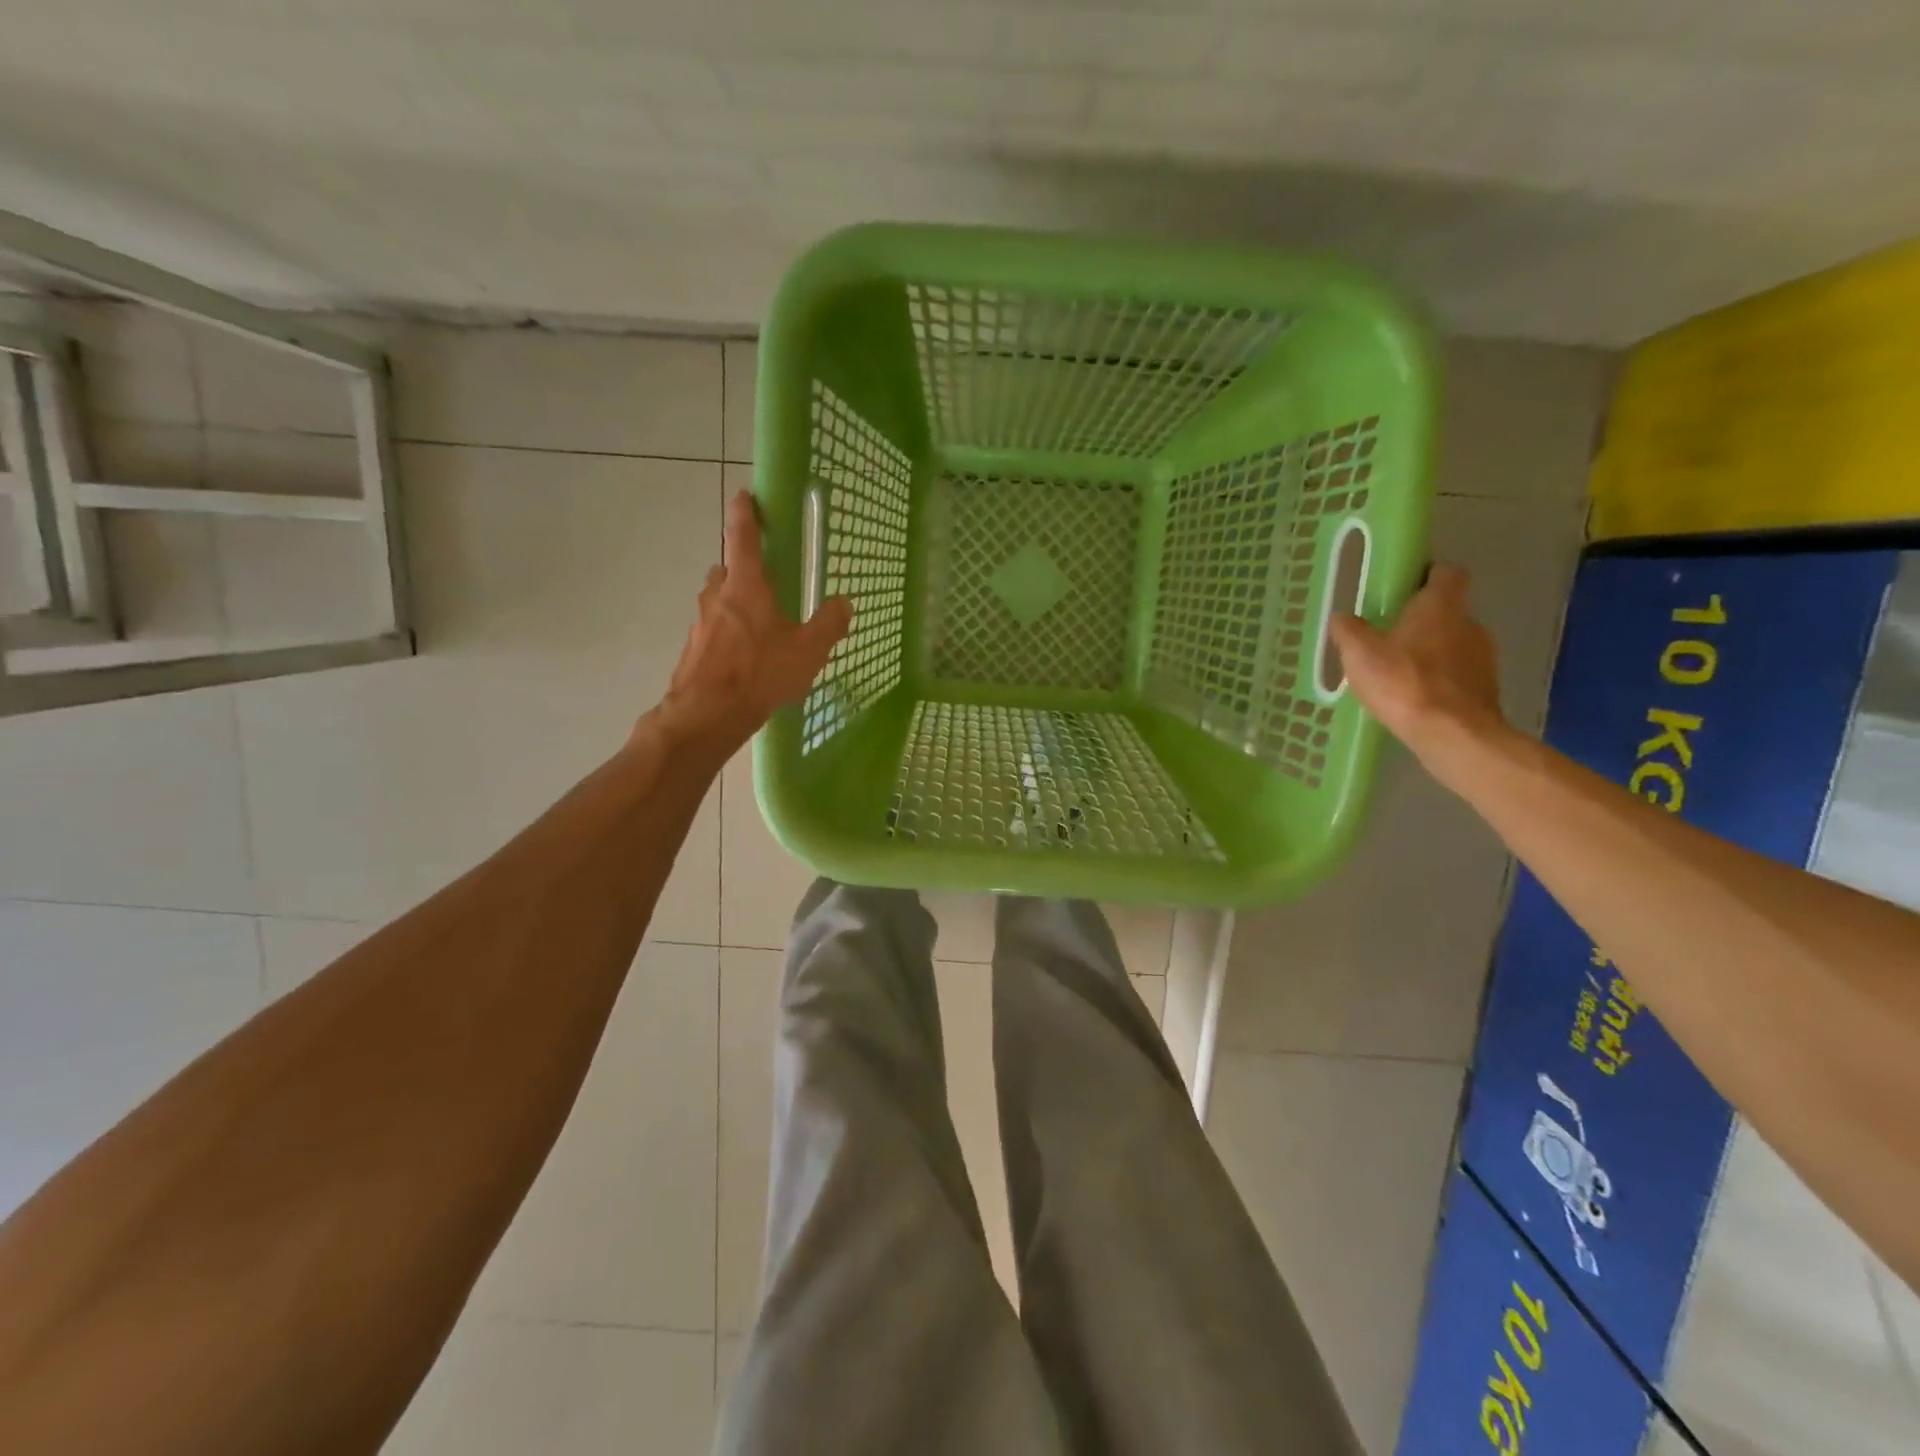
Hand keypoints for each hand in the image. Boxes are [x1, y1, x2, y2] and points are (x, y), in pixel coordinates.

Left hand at [657, 491, 852, 748]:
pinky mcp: (692, 650)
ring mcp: (700, 623)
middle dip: (743, 570)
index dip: (745, 513)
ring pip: (718, 602)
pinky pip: (713, 631)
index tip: (745, 495)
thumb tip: (845, 603)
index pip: (742, 536)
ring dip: (735, 605)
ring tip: (760, 629)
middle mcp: (717, 596)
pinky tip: (745, 660)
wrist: (706, 713)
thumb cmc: (760, 673)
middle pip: (727, 570)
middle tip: (766, 583)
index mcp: (746, 586)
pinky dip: (728, 635)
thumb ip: (828, 624)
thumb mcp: (807, 650)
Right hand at [1327, 564, 1507, 765]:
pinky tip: (1415, 698)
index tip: (1405, 588)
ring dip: (1430, 653)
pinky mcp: (1486, 687)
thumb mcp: (1360, 655)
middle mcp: (1468, 623)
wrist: (1453, 734)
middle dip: (1421, 622)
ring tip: (1399, 675)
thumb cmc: (1404, 683)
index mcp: (1440, 606)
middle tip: (1388, 639)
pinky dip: (1439, 680)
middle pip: (1447, 612)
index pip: (1446, 573)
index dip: (1428, 576)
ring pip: (1453, 644)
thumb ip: (1349, 631)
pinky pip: (1458, 674)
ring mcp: (1483, 656)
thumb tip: (1342, 616)